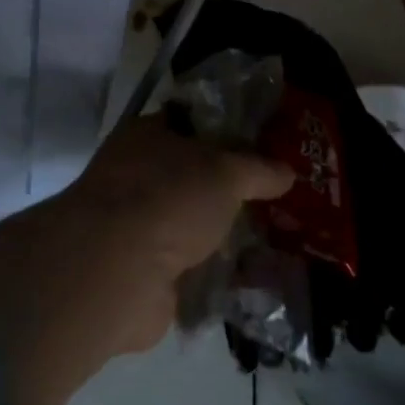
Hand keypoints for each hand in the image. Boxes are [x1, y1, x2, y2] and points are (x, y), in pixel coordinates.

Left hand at [58, 116, 292, 353]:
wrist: (118, 270)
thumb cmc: (168, 197)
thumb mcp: (226, 171)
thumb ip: (258, 168)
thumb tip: (287, 171)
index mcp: (147, 135)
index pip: (190, 124)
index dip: (227, 132)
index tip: (266, 147)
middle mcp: (137, 176)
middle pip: (194, 178)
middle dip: (231, 190)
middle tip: (278, 199)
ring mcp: (139, 227)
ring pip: (193, 224)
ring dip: (226, 235)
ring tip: (276, 242)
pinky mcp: (146, 274)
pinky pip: (193, 269)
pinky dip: (218, 275)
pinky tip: (256, 280)